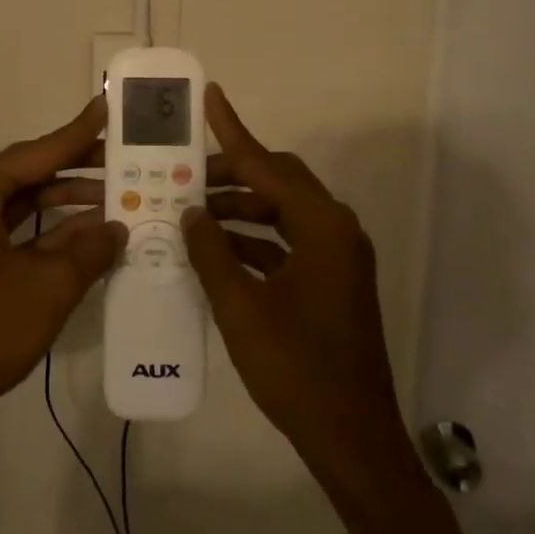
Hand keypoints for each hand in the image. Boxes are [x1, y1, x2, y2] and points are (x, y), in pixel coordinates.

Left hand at [0, 97, 124, 439]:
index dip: (80, 133)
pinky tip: (94, 232)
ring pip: (28, 201)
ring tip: (121, 194)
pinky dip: (55, 230)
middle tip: (128, 157)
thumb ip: (90, 249)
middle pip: (34, 171)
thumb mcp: (50, 285)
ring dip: (71, 200)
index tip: (109, 107)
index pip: (40, 151)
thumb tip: (120, 228)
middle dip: (81, 167)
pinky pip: (20, 228)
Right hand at [181, 85, 415, 478]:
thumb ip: (211, 251)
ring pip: (280, 213)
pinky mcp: (330, 281)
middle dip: (231, 175)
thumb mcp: (241, 307)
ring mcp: (336, 257)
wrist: (351, 437)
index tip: (210, 96)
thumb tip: (190, 210)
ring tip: (189, 212)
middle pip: (277, 183)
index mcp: (322, 227)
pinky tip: (213, 250)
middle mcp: (335, 230)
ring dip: (238, 210)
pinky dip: (252, 241)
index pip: (267, 165)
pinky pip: (285, 243)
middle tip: (183, 174)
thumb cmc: (296, 368)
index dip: (234, 130)